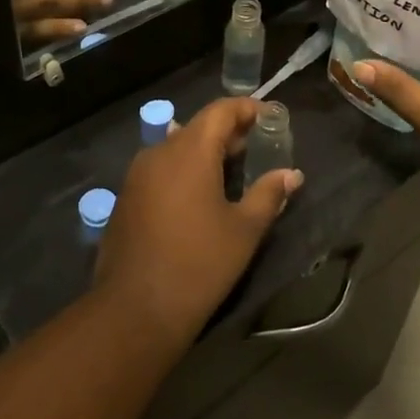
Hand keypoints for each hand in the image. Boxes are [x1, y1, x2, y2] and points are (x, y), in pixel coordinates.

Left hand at [93, 98, 303, 348]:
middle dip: (229, 131)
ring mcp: (138, 174)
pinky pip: (161, 168)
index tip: (272, 117)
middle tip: (258, 146)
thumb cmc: (199, 264)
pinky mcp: (127, 196)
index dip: (248, 109)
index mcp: (190, 151)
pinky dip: (185, 169)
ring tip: (233, 170)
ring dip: (206, 151)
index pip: (221, 111)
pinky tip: (200, 195)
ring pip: (177, 147)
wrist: (135, 309)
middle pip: (198, 127)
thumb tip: (292, 174)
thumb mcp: (244, 230)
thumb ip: (268, 194)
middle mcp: (159, 152)